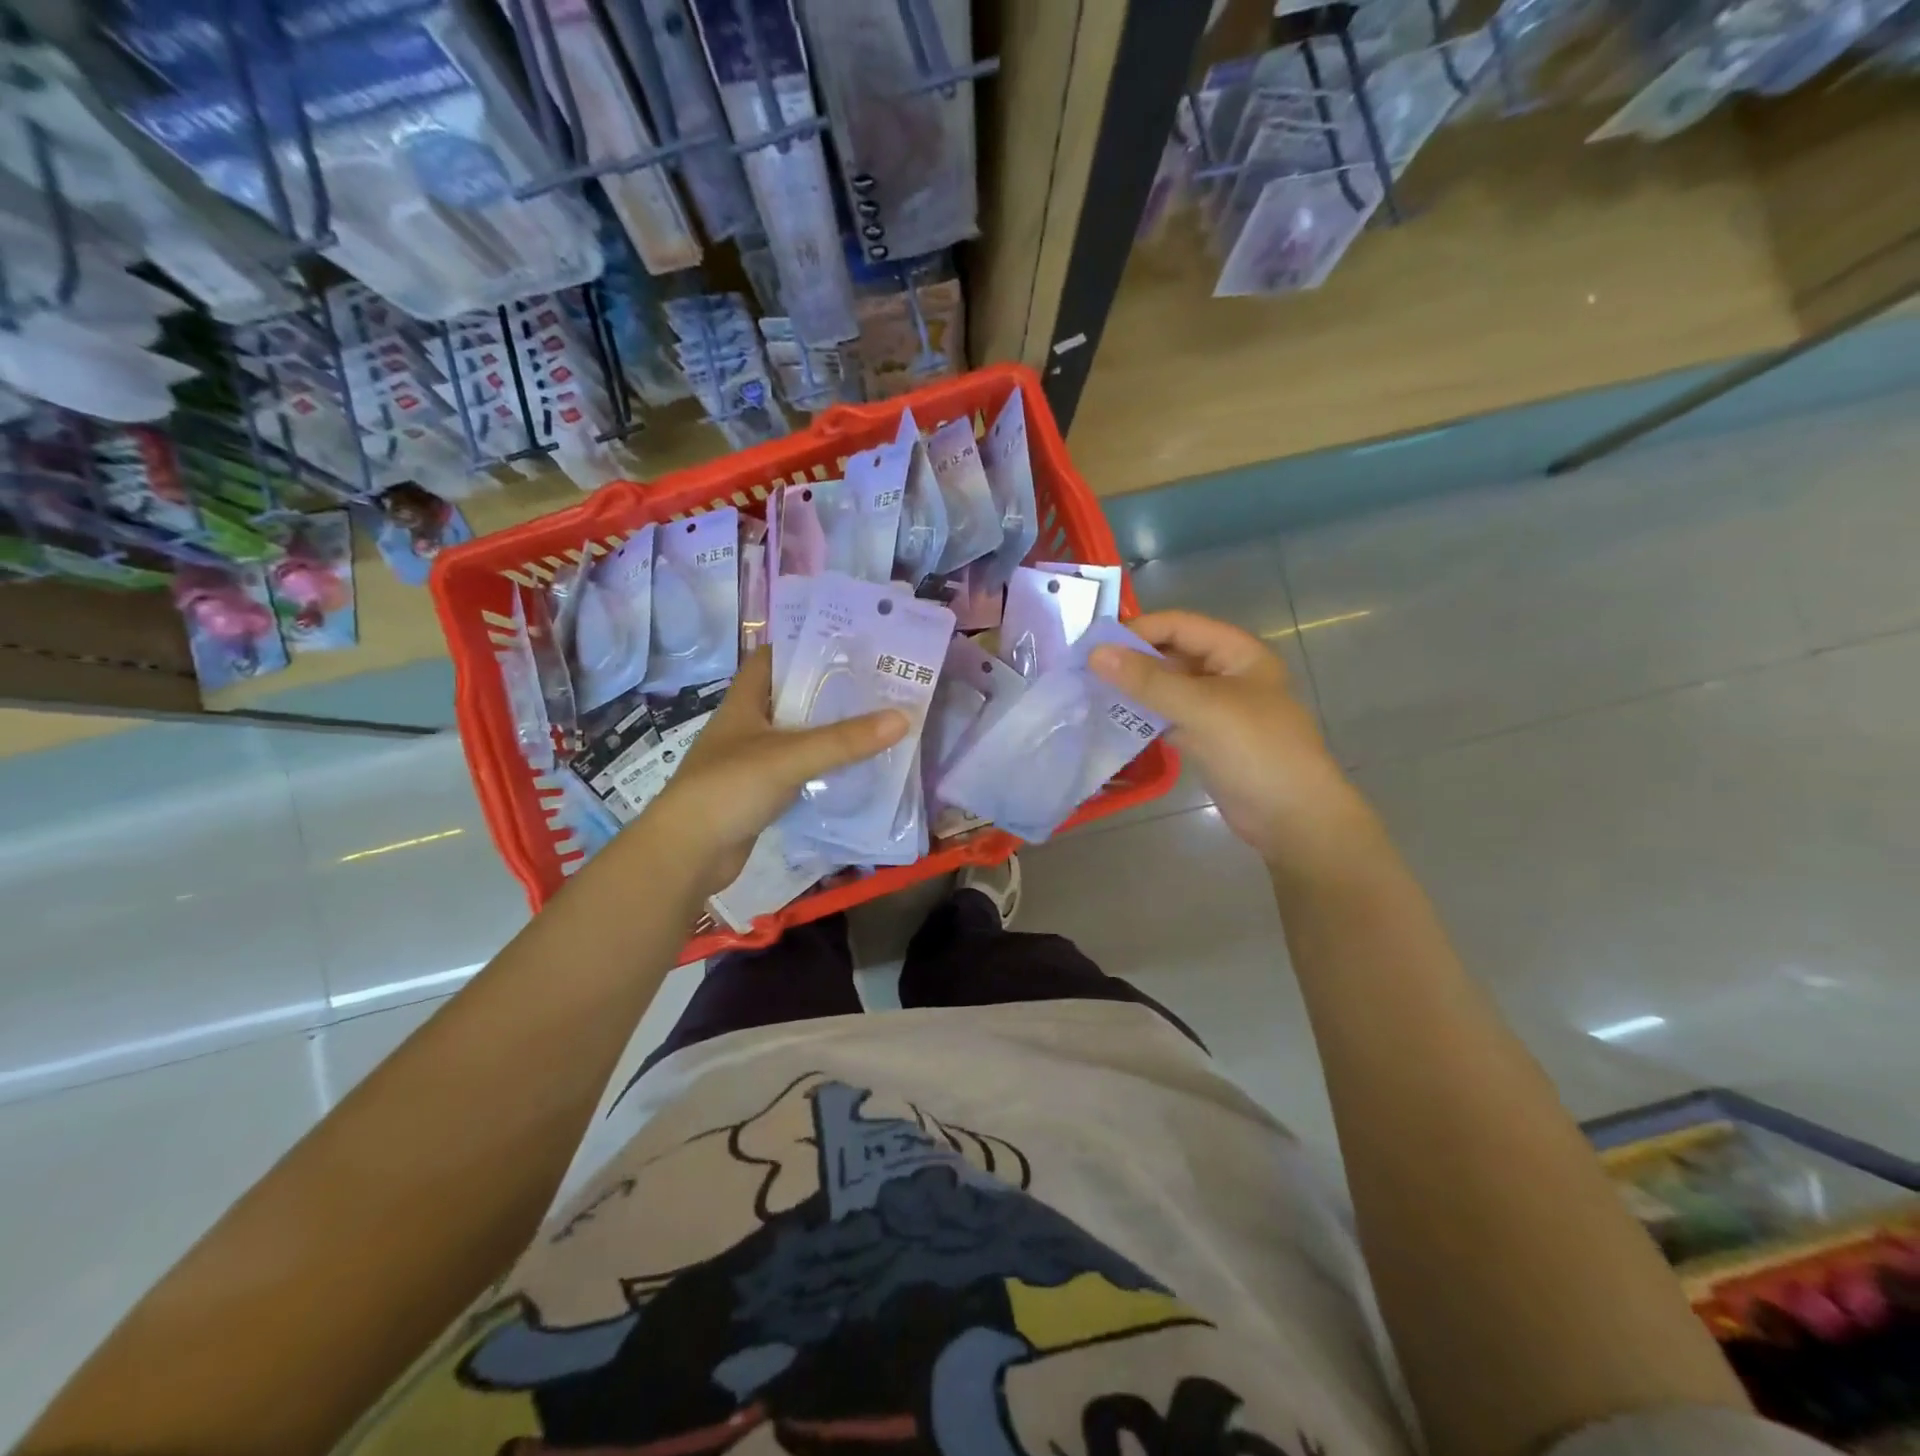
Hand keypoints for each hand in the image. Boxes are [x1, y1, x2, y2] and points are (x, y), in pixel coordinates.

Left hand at [645, 648, 907, 894]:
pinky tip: (851, 771)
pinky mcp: (758, 794)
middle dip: (828, 692)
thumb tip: (903, 717)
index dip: (801, 647)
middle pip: (790, 698)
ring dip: (827, 733)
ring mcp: (750, 762)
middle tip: (874, 687)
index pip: (769, 659)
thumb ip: (844, 740)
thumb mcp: (790, 757)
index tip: (845, 647)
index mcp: (743, 703)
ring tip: (873, 724)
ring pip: (796, 737)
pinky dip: (821, 769)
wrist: (686, 853)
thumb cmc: (729, 788)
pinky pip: (797, 772)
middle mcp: (746, 727)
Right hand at [1089, 611, 1368, 865]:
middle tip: (1083, 670)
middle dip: (1130, 660)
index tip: (1093, 646)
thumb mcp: (1202, 708)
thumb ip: (1147, 680)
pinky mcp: (1205, 738)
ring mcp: (1215, 708)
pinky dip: (1142, 717)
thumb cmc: (1255, 751)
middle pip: (1170, 654)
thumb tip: (1095, 653)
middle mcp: (1225, 674)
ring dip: (1133, 689)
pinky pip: (1167, 717)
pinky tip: (1110, 720)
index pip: (1179, 625)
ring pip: (1166, 688)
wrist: (1293, 818)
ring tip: (1088, 693)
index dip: (1137, 631)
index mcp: (1237, 653)